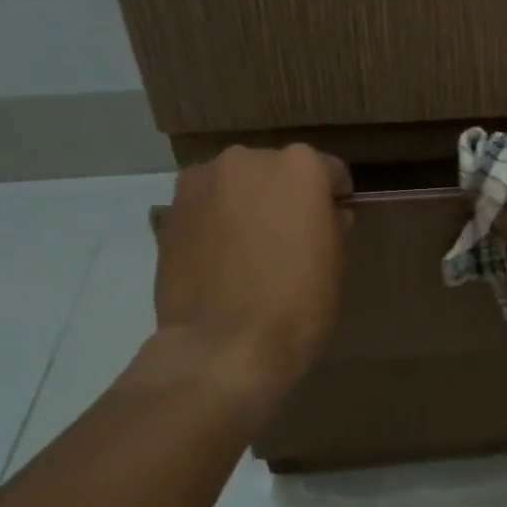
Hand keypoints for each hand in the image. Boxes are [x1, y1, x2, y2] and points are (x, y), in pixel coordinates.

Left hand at [140, 144, 352, 403]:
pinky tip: (220, 256)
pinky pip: (206, 205)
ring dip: (247, 203)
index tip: (333, 223)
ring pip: (237, 184)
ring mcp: (203, 181)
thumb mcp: (336, 264)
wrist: (223, 346)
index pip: (329, 171)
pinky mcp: (170, 209)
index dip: (334, 198)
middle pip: (277, 170)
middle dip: (286, 196)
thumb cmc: (297, 303)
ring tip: (248, 247)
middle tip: (289, 237)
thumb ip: (333, 226)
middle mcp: (249, 159)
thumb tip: (328, 216)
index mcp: (300, 166)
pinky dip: (216, 220)